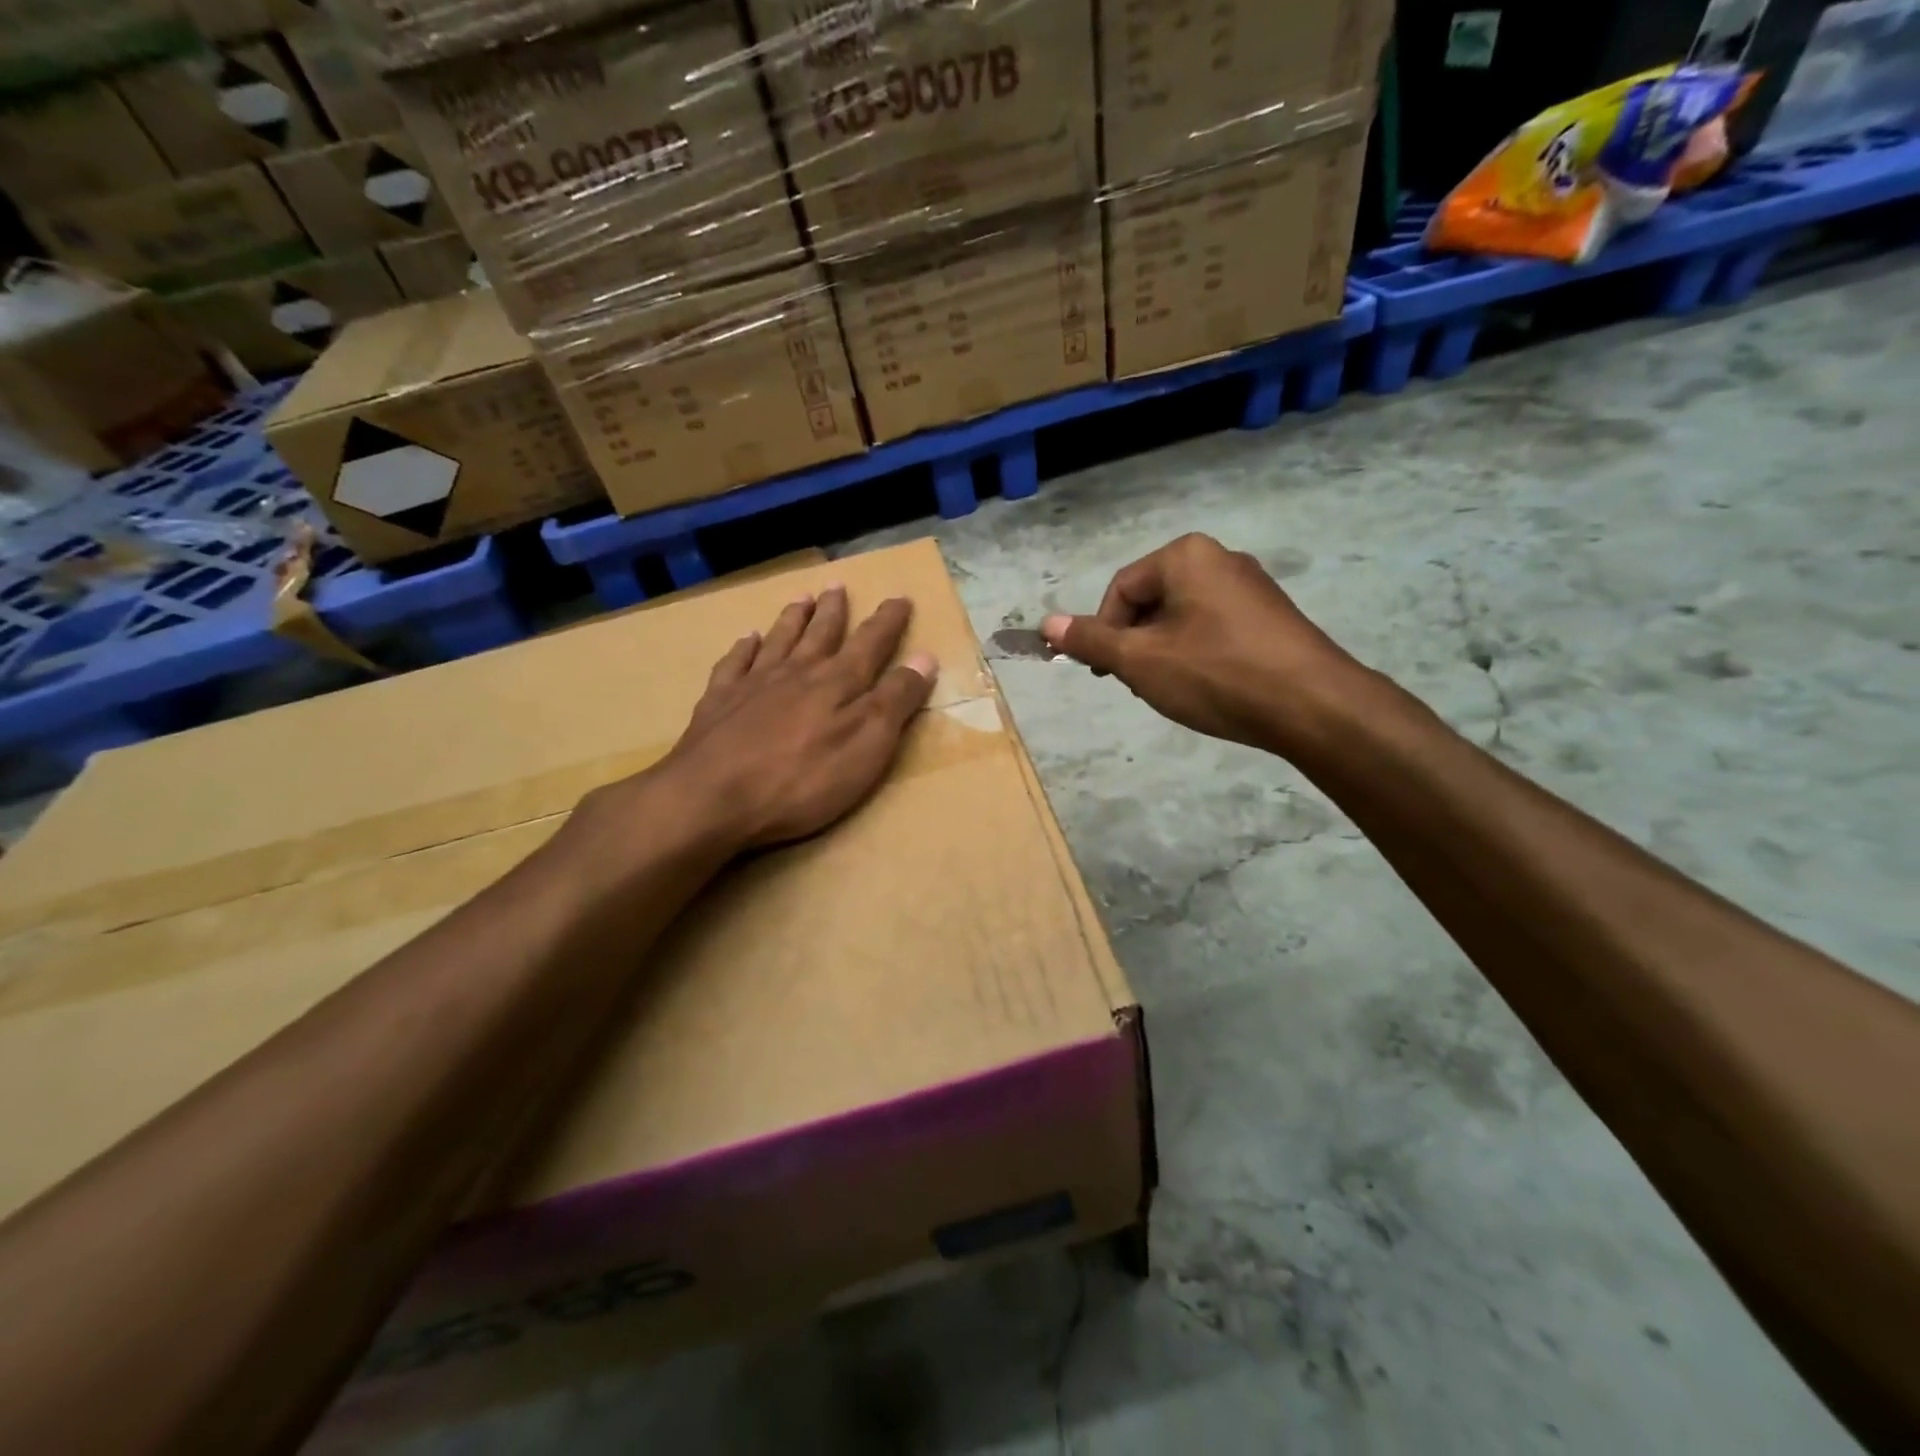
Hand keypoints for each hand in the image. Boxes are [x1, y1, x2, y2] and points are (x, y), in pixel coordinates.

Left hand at [649, 586, 938, 850]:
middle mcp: (797, 673)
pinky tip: (747, 638)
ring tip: (801, 597)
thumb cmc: (802, 779)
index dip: (888, 621)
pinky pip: (734, 663)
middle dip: (835, 610)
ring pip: (779, 640)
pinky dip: (743, 647)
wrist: (712, 796)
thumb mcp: (867, 745)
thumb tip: (924, 657)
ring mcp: (754, 685)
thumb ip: (895, 700)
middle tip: (839, 584)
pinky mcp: (719, 703)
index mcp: (838, 683)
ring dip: (793, 618)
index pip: (871, 643)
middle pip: (821, 634)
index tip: (900, 597)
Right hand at [1041, 534, 1366, 753]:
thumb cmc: (1216, 674)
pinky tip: (1207, 686)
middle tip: (1137, 684)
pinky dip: (1196, 654)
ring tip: (1173, 689)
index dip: (1103, 632)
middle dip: (1135, 643)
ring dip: (1163, 652)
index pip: (1121, 589)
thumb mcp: (1140, 661)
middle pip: (1152, 600)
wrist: (1312, 705)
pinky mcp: (1271, 616)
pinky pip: (1214, 627)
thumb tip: (1047, 624)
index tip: (1105, 673)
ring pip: (1182, 617)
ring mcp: (1251, 586)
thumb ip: (1091, 641)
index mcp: (1186, 556)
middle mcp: (1220, 558)